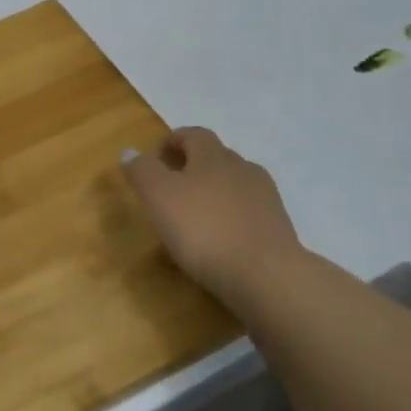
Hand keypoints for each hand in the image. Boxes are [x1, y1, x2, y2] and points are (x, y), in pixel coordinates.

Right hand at [121, 128, 301, 293]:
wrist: (267, 276)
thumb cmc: (204, 228)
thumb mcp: (159, 196)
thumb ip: (143, 171)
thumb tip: (130, 151)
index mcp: (213, 156)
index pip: (194, 134)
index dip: (174, 140)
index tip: (158, 156)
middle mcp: (243, 169)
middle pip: (217, 157)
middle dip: (195, 166)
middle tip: (173, 187)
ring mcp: (266, 199)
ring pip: (235, 185)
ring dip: (215, 193)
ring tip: (197, 216)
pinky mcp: (279, 229)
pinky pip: (248, 214)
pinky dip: (232, 219)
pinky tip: (221, 241)